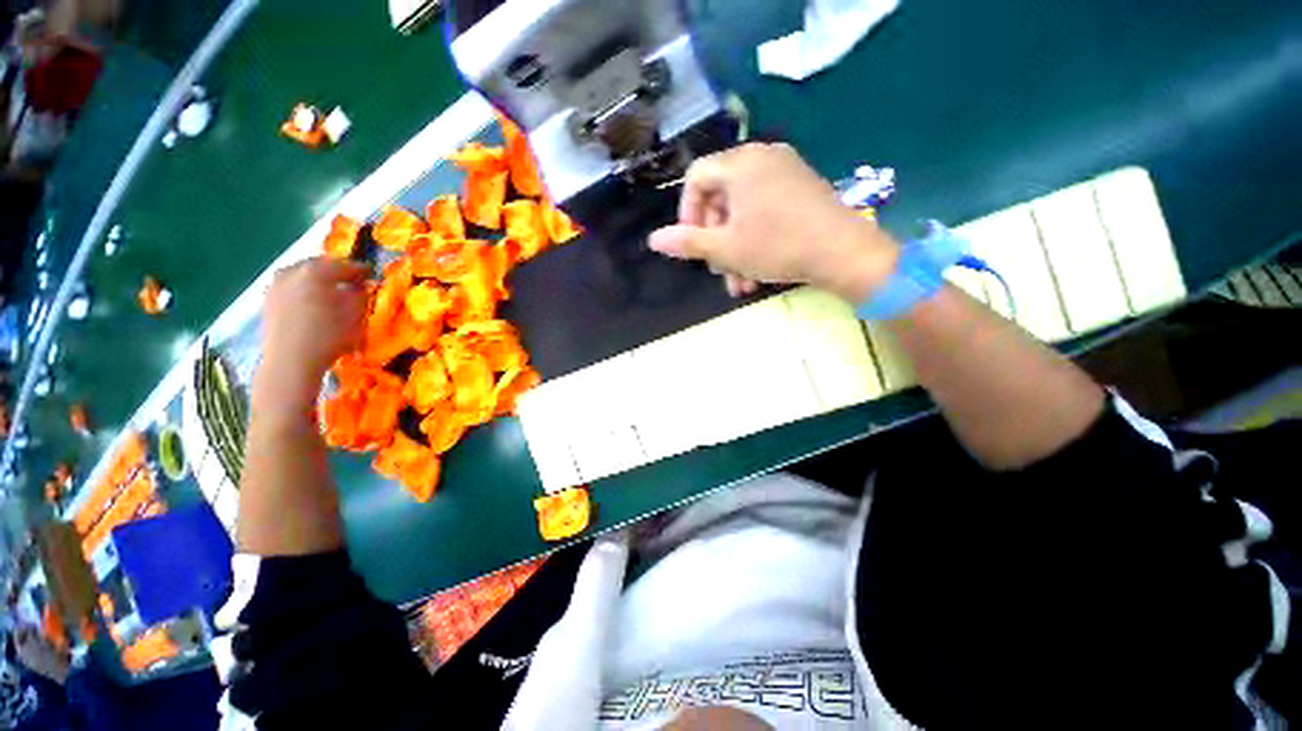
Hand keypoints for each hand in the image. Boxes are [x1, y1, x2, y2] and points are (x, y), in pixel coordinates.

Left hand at [258, 258, 369, 406]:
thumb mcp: (356, 315)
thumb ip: (360, 295)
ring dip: (318, 281)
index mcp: (316, 271)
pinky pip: (292, 287)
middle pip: (319, 266)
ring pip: (303, 276)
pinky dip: (304, 290)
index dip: (361, 270)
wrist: (290, 361)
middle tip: (352, 282)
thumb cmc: (329, 336)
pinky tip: (313, 303)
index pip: (344, 265)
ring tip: (332, 292)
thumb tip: (361, 286)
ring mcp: (276, 285)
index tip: (372, 275)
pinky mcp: (268, 300)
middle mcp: (292, 271)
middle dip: (336, 273)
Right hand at [648, 143, 898, 300]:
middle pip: (720, 197)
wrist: (844, 251)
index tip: (692, 244)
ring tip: (739, 283)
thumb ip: (687, 242)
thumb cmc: (778, 246)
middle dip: (714, 240)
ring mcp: (785, 172)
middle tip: (717, 270)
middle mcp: (762, 158)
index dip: (687, 212)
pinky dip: (754, 239)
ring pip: (743, 211)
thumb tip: (653, 239)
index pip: (696, 178)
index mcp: (740, 164)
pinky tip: (757, 272)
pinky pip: (765, 211)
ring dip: (734, 249)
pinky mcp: (801, 189)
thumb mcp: (726, 248)